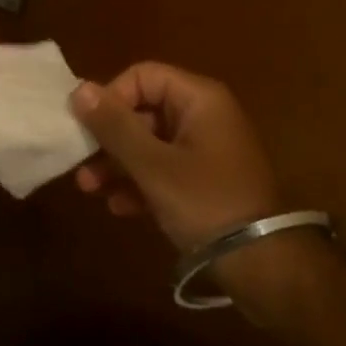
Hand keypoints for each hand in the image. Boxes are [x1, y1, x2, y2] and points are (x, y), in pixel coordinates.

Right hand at [70, 63, 283, 252]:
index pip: (142, 76)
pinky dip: (140, 183)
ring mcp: (207, 151)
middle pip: (144, 110)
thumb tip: (79, 89)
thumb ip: (115, 126)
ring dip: (118, 163)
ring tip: (90, 189)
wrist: (266, 269)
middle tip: (80, 163)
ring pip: (150, 143)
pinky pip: (164, 169)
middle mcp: (204, 116)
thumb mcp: (154, 165)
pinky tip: (119, 207)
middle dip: (109, 138)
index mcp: (199, 98)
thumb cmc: (207, 203)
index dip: (111, 97)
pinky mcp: (206, 183)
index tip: (89, 128)